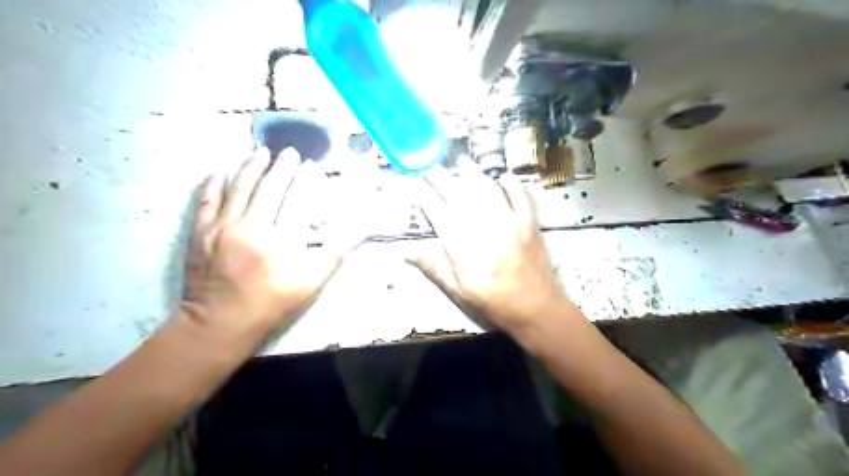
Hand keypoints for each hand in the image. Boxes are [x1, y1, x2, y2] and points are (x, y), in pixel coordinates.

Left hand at [182, 146, 357, 342]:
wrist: (219, 323)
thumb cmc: (271, 304)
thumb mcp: (310, 285)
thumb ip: (333, 256)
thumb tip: (358, 233)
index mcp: (278, 241)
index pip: (295, 200)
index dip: (305, 180)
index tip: (311, 165)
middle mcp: (249, 227)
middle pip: (267, 189)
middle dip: (280, 167)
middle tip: (289, 152)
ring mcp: (220, 228)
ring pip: (237, 188)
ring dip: (249, 167)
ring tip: (259, 151)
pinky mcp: (199, 233)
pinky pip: (206, 201)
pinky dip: (213, 183)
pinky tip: (219, 170)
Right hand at [411, 168, 577, 337]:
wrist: (537, 310)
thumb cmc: (494, 304)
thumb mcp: (459, 292)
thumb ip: (435, 268)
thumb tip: (408, 252)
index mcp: (463, 245)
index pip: (438, 212)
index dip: (424, 195)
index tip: (414, 181)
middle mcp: (484, 226)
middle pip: (459, 195)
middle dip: (441, 177)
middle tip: (430, 164)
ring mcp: (509, 221)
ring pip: (487, 189)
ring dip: (472, 173)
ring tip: (460, 161)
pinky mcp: (529, 223)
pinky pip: (520, 196)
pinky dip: (512, 184)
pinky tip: (504, 177)